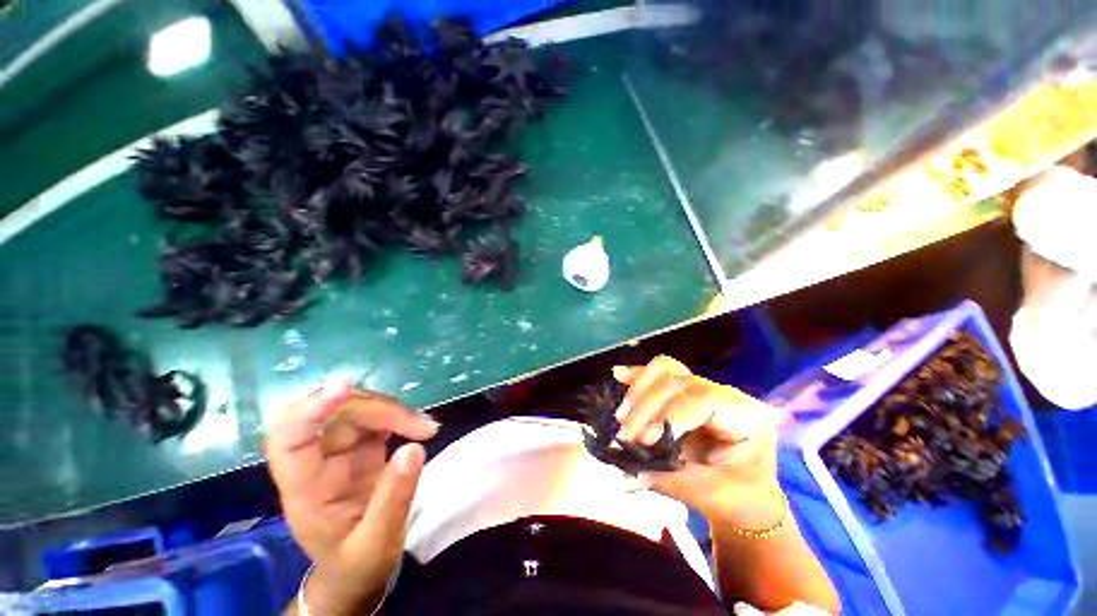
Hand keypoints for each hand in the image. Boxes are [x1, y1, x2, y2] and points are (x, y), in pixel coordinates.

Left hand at [266, 378, 438, 614]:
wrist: (355, 571)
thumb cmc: (357, 564)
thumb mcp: (377, 544)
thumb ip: (394, 498)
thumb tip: (415, 446)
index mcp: (303, 490)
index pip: (289, 439)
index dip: (310, 409)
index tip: (344, 385)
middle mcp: (316, 461)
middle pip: (336, 415)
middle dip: (380, 410)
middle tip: (422, 426)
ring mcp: (337, 450)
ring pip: (359, 409)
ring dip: (395, 411)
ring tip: (427, 427)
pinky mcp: (359, 445)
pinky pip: (376, 416)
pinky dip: (400, 415)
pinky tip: (420, 425)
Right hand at [613, 356, 781, 526]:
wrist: (748, 496)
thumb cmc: (739, 499)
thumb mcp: (709, 495)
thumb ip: (667, 479)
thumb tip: (625, 473)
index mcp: (747, 417)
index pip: (706, 400)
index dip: (671, 415)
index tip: (645, 441)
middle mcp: (726, 394)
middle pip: (679, 382)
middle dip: (647, 408)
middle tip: (625, 437)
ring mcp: (705, 387)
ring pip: (667, 371)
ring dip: (639, 392)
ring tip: (621, 418)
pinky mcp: (686, 390)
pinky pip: (660, 374)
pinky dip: (638, 377)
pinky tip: (619, 375)